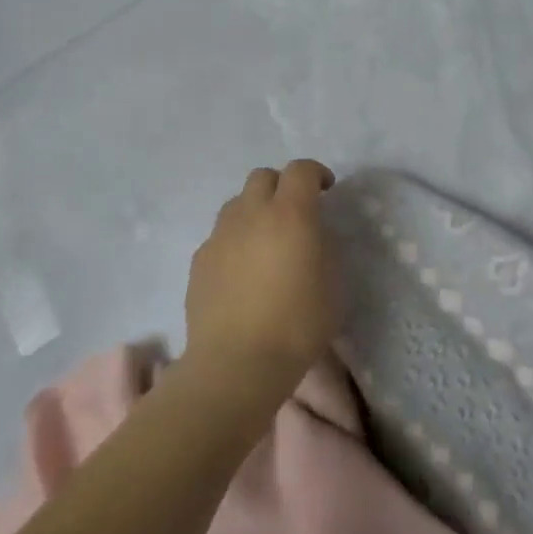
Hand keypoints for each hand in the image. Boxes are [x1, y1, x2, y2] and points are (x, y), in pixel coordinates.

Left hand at [185, 160, 338, 401]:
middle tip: (295, 212)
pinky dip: (236, 239)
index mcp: (291, 214)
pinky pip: (221, 235)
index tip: (326, 189)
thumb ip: (324, 247)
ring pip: (237, 203)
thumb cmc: (297, 325)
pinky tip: (243, 270)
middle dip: (282, 185)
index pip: (301, 170)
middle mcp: (251, 214)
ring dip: (255, 210)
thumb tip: (312, 235)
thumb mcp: (333, 284)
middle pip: (263, 177)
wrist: (237, 363)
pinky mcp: (199, 260)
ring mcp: (220, 235)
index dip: (316, 173)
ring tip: (266, 240)